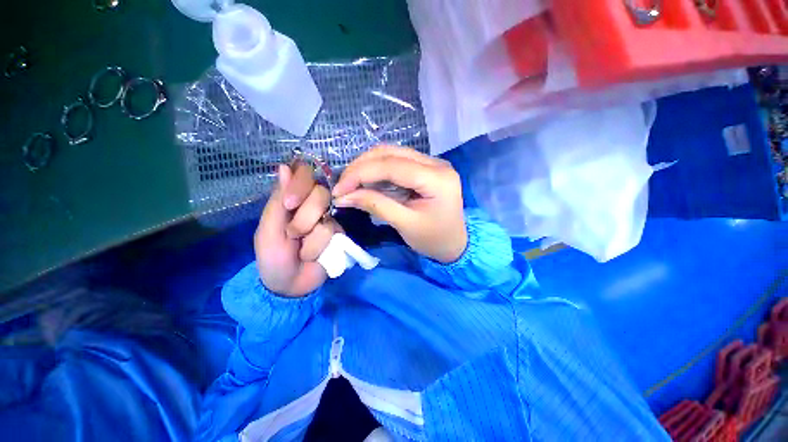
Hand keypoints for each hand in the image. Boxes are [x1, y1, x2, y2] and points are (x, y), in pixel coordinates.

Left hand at [254, 162, 340, 296]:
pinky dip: (318, 247)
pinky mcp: (339, 234)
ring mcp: (328, 219)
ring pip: (326, 217)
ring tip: (301, 251)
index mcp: (293, 199)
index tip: (290, 204)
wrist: (290, 286)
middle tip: (293, 235)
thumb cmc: (273, 257)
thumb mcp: (268, 230)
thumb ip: (278, 200)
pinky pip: (333, 233)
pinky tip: (315, 255)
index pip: (305, 174)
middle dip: (303, 219)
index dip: (301, 184)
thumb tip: (285, 166)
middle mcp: (313, 205)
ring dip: (309, 239)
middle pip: (320, 194)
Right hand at [332, 146, 466, 263]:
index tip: (339, 189)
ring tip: (350, 184)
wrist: (455, 244)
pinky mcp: (424, 168)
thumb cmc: (434, 239)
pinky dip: (377, 171)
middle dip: (361, 167)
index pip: (392, 165)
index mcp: (437, 178)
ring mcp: (431, 163)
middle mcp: (436, 163)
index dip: (361, 173)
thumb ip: (375, 205)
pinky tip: (365, 183)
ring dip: (367, 167)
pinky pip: (396, 162)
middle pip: (390, 153)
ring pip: (391, 154)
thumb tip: (343, 196)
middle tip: (343, 186)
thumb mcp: (405, 224)